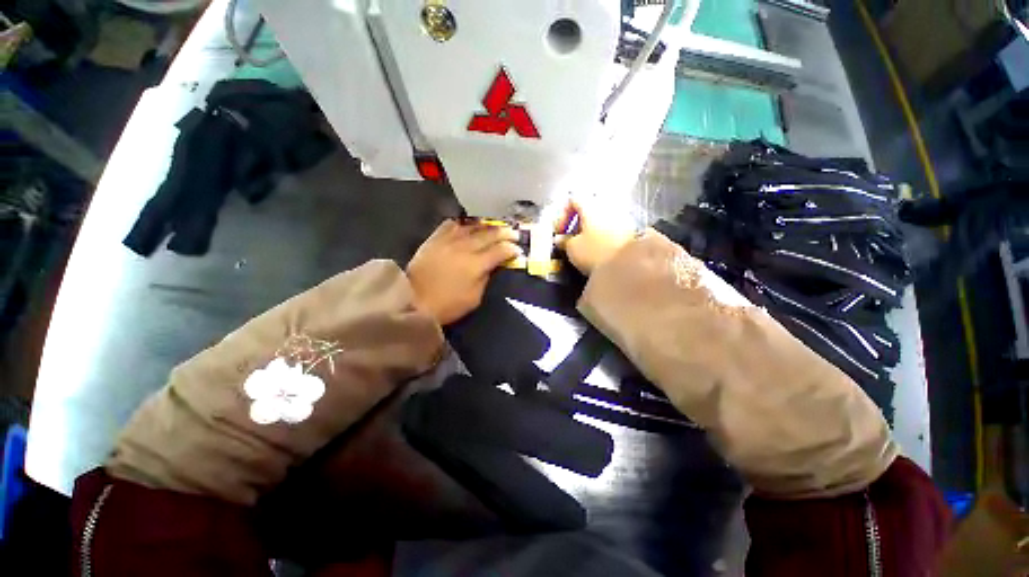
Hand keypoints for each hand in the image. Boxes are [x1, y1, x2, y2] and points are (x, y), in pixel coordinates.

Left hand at [407, 220, 521, 325]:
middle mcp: (465, 247)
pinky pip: (451, 225)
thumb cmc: (448, 305)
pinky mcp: (435, 239)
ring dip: (487, 226)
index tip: (518, 250)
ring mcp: (449, 240)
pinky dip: (462, 224)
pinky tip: (467, 226)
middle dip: (505, 233)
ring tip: (495, 227)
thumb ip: (486, 278)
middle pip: (489, 235)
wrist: (414, 300)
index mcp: (476, 264)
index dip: (512, 249)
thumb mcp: (474, 298)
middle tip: (514, 233)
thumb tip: (492, 266)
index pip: (500, 251)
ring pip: (473, 227)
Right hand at [554, 199, 636, 274]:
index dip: (563, 215)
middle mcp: (607, 206)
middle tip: (571, 238)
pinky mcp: (630, 229)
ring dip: (590, 228)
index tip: (560, 231)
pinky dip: (602, 234)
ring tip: (584, 245)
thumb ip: (564, 241)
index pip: (573, 200)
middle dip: (577, 222)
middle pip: (588, 208)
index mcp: (591, 206)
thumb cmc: (596, 253)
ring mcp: (621, 216)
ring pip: (600, 217)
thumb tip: (559, 239)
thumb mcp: (573, 249)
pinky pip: (611, 226)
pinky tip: (598, 248)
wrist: (628, 265)